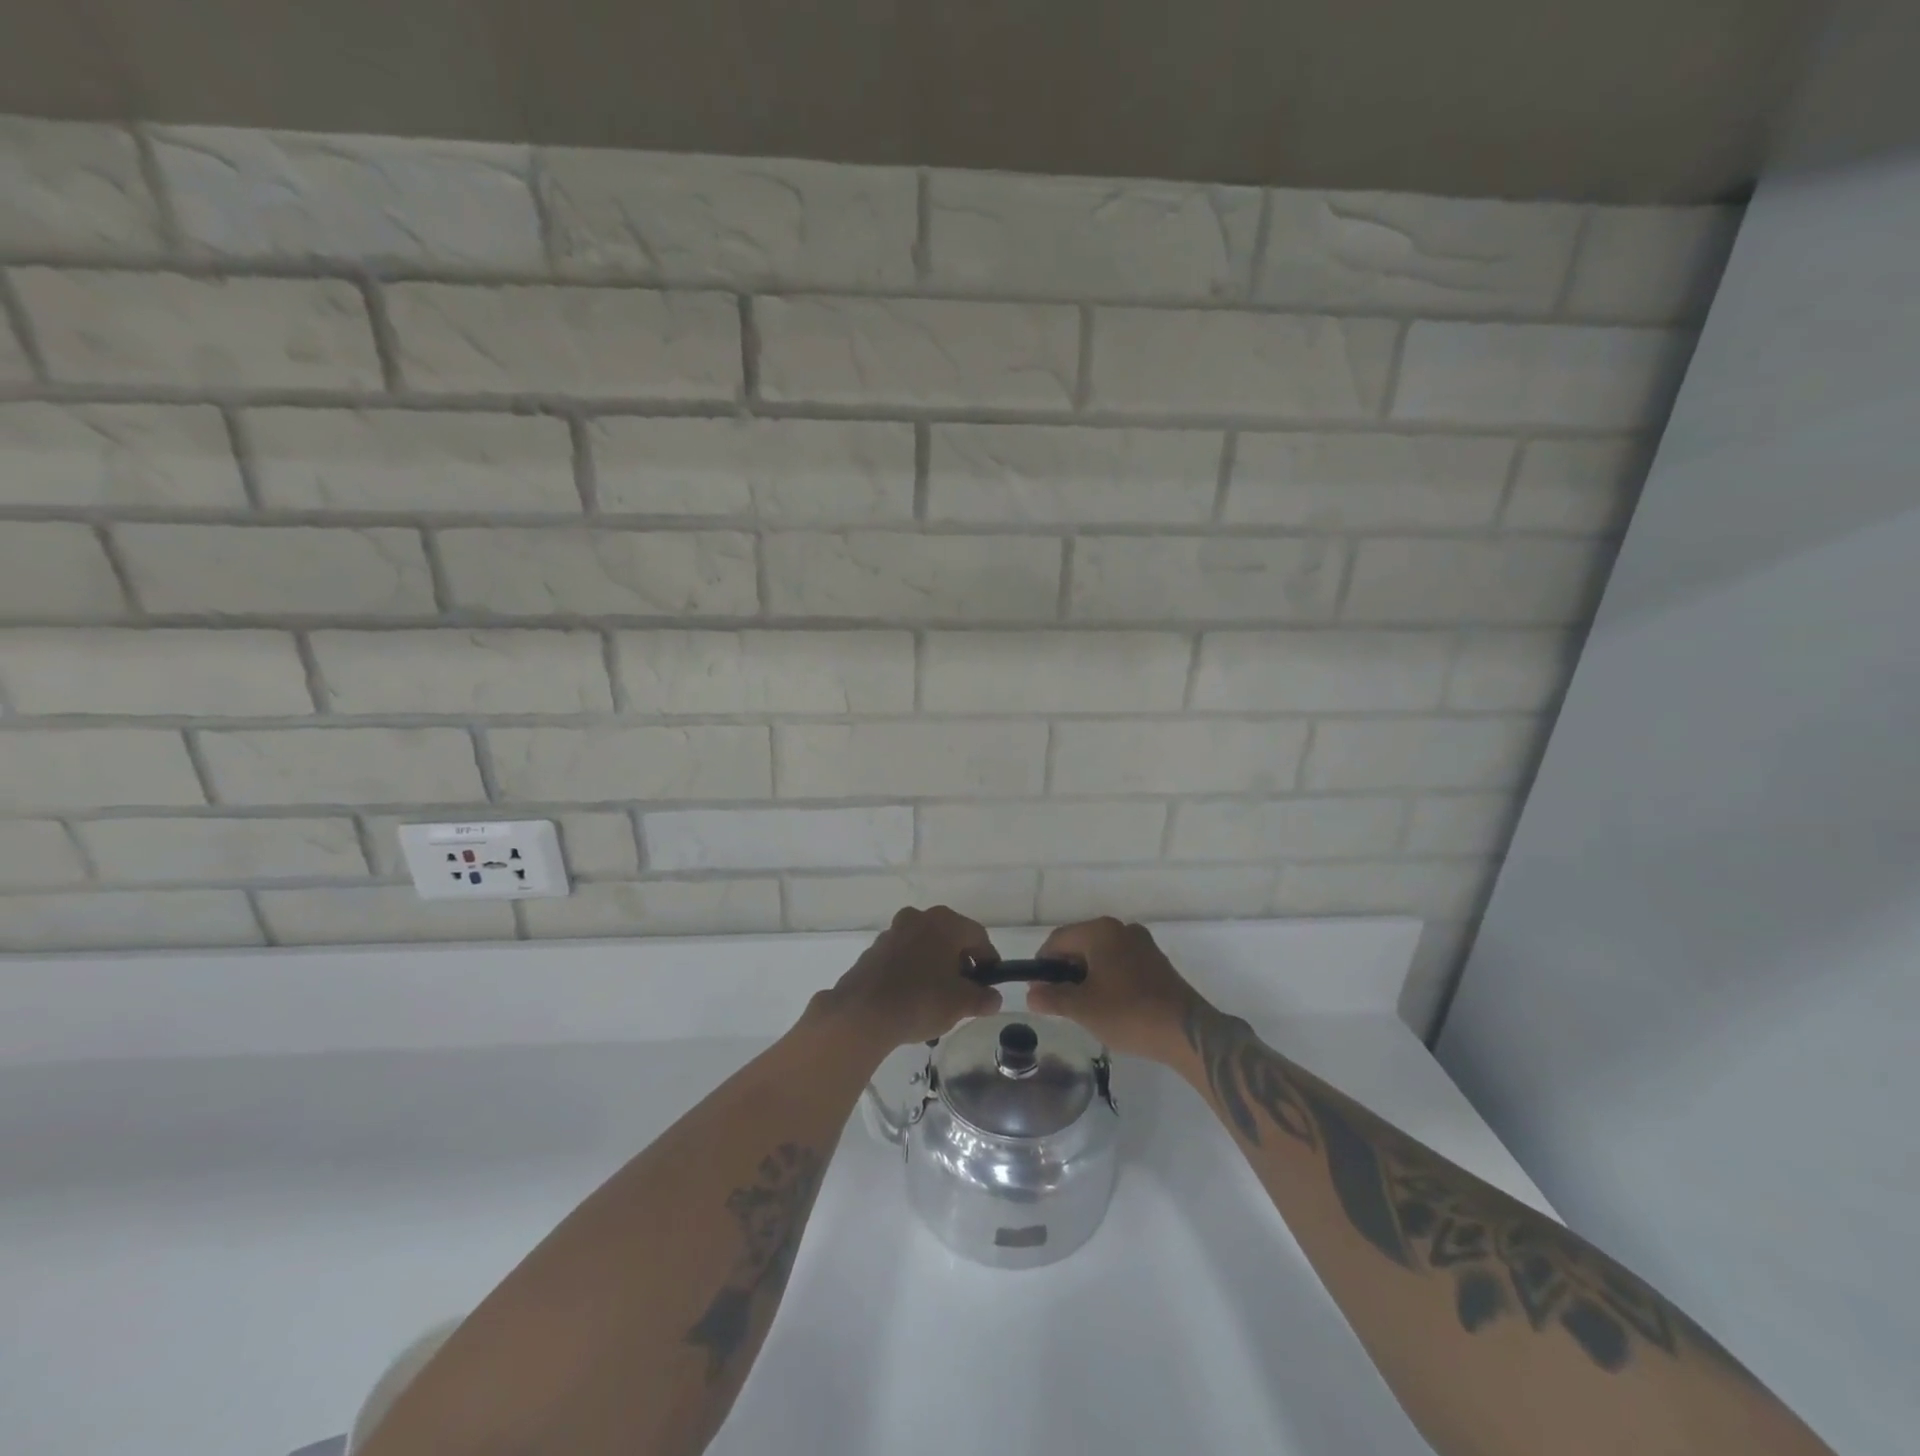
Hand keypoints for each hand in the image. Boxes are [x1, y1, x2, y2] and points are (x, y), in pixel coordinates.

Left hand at [818, 906, 1002, 1048]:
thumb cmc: (922, 1000)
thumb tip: (993, 998)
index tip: (989, 984)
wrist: (863, 1012)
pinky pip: (903, 957)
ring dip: (935, 966)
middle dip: (960, 963)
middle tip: (965, 992)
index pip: (978, 936)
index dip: (988, 960)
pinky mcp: (874, 950)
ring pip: (925, 946)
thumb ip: (983, 998)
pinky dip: (912, 971)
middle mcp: (918, 918)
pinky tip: (912, 998)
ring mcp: (893, 932)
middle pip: (950, 938)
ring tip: (937, 998)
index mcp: (944, 922)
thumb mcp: (962, 1003)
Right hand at [1028, 918, 1204, 1062]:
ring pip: (1101, 954)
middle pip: (1080, 944)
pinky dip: (1108, 977)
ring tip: (1084, 1006)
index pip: (1057, 939)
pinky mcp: (1156, 961)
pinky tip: (1109, 1004)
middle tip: (1059, 1001)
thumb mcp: (1082, 1008)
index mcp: (1100, 931)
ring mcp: (1142, 943)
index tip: (1038, 991)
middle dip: (1065, 970)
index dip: (1042, 964)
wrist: (1185, 1031)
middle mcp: (1121, 928)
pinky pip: (1121, 962)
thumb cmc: (1127, 1013)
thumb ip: (1052, 997)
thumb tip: (1031, 994)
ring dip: (1087, 975)